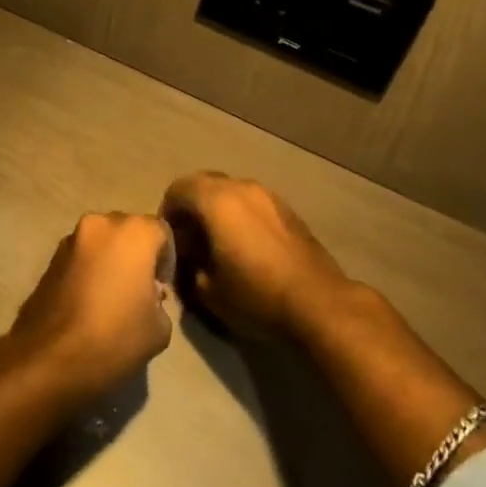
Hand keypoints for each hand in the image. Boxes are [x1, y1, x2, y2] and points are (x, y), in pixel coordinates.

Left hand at [12, 212, 174, 395]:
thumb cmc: (114, 337)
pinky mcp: (51, 257)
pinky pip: (81, 256)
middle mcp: (102, 224)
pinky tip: (89, 301)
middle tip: (139, 290)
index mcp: (134, 232)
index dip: (167, 260)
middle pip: (129, 231)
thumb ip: (160, 301)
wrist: (50, 357)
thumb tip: (147, 296)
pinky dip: (89, 269)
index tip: (162, 289)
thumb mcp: (159, 328)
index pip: (162, 232)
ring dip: (111, 260)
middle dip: (138, 255)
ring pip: (103, 242)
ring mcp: (72, 238)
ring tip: (112, 297)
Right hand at [161, 172, 346, 337]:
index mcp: (217, 200)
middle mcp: (242, 187)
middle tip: (189, 238)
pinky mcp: (288, 210)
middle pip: (205, 183)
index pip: (179, 188)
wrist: (318, 303)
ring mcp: (269, 196)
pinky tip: (245, 246)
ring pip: (231, 191)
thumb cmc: (255, 295)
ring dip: (218, 209)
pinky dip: (240, 215)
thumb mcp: (206, 290)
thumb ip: (188, 264)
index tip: (168, 238)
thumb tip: (187, 254)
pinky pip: (252, 202)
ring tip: (217, 243)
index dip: (167, 210)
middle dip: (192, 206)